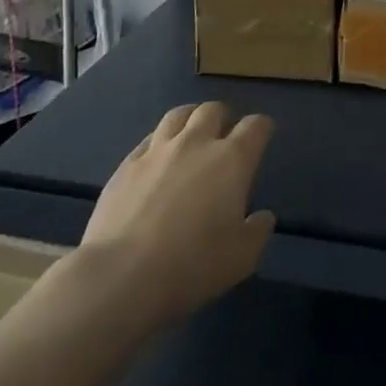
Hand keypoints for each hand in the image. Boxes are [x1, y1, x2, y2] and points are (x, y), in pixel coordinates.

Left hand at [76, 101, 275, 328]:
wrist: (121, 275)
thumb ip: (258, 231)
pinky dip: (160, 141)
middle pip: (213, 110)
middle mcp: (196, 143)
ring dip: (191, 119)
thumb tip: (263, 216)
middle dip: (223, 117)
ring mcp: (158, 150)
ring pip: (179, 115)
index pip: (255, 126)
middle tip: (224, 134)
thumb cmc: (192, 265)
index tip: (263, 134)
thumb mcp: (242, 258)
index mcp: (232, 160)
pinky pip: (149, 138)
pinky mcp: (127, 164)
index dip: (262, 127)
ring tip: (191, 133)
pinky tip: (158, 157)